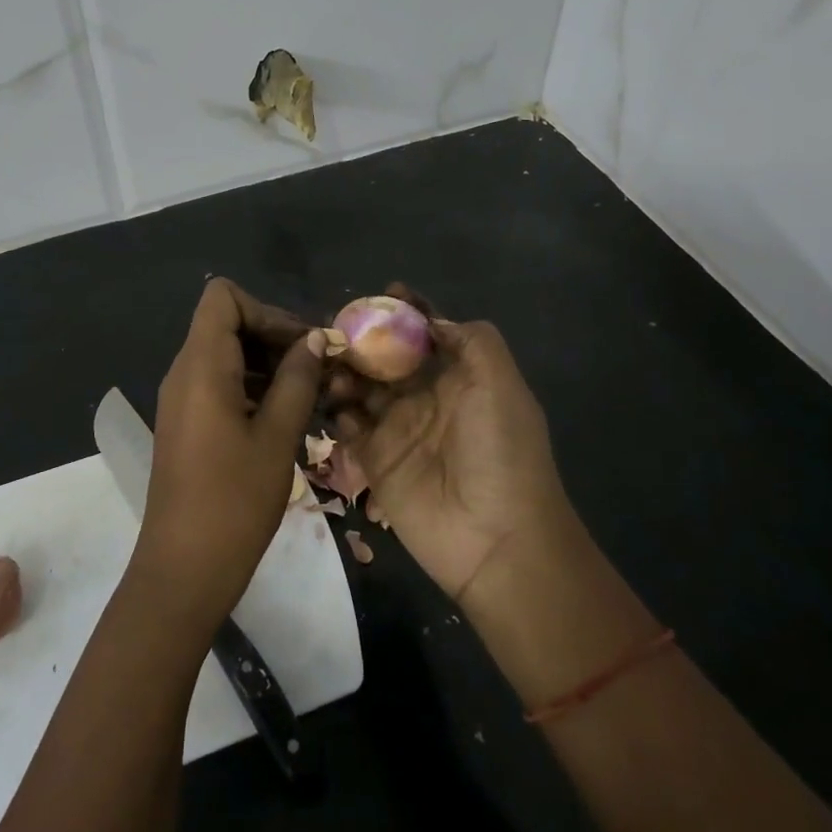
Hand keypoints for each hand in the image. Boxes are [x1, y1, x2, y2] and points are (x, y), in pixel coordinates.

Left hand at [138, 278, 324, 628]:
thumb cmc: (233, 501)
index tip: (301, 345)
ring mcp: (181, 399)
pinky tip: (285, 417)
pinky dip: (252, 387)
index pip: (223, 297)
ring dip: (267, 364)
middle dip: (274, 336)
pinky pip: (219, 384)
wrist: (183, 570)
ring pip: (225, 354)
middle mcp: (184, 372)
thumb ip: (297, 380)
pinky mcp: (186, 423)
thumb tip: (315, 339)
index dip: (266, 310)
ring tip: (311, 394)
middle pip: (226, 323)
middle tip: (319, 369)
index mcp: (201, 366)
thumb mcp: (277, 437)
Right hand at [327, 287, 577, 603]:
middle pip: (386, 357)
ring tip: (331, 366)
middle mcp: (426, 398)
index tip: (384, 292)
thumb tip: (431, 320)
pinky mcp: (374, 461)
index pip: (428, 333)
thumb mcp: (500, 383)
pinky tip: (331, 402)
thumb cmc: (500, 451)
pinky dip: (336, 411)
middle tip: (334, 328)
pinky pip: (347, 427)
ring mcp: (398, 429)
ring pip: (361, 388)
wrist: (496, 539)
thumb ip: (471, 340)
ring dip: (345, 372)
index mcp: (460, 377)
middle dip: (363, 339)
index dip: (408, 311)